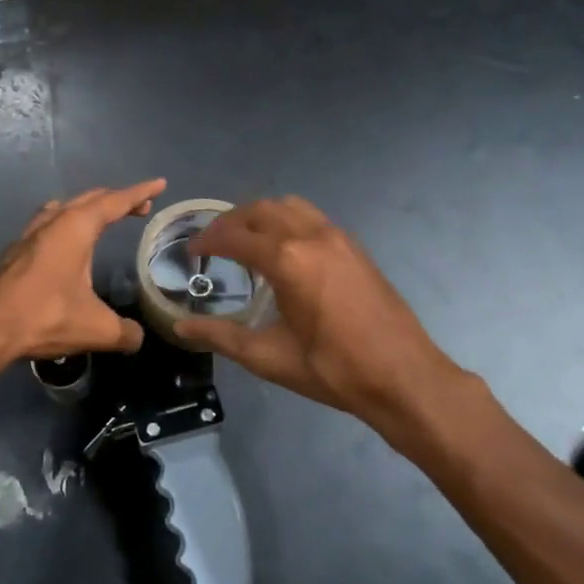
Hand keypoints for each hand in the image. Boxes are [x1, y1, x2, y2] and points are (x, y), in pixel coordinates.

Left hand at [0, 180, 166, 371]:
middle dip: (116, 199)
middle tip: (138, 206)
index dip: (140, 192)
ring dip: (86, 208)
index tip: (159, 184)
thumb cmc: (45, 317)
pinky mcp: (13, 252)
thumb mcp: (97, 329)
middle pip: (89, 199)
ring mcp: (28, 234)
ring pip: (62, 208)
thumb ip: (125, 332)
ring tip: (100, 218)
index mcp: (76, 228)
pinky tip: (63, 243)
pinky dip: (64, 224)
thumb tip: (137, 337)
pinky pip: (46, 224)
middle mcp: (52, 222)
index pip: (115, 202)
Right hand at [174, 196, 465, 429]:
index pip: (234, 237)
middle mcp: (311, 236)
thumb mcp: (268, 357)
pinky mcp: (355, 247)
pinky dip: (287, 222)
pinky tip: (284, 252)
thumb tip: (180, 328)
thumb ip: (220, 337)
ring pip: (289, 206)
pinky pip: (312, 217)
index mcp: (286, 260)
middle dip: (231, 222)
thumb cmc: (331, 369)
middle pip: (260, 210)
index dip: (207, 241)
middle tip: (212, 244)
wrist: (403, 376)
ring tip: (246, 241)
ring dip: (261, 216)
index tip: (191, 252)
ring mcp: (338, 237)